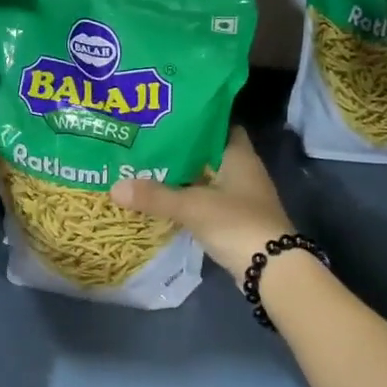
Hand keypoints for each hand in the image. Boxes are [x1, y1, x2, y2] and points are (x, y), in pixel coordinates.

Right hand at [110, 126, 295, 283]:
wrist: (272, 270)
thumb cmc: (237, 224)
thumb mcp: (192, 207)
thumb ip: (155, 196)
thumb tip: (114, 187)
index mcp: (239, 156)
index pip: (219, 124)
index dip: (196, 118)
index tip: (167, 116)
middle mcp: (243, 171)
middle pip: (208, 152)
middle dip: (180, 148)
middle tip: (147, 141)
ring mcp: (240, 197)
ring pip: (206, 178)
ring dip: (182, 176)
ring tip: (146, 167)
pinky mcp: (235, 220)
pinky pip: (207, 201)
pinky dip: (188, 199)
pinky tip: (163, 199)